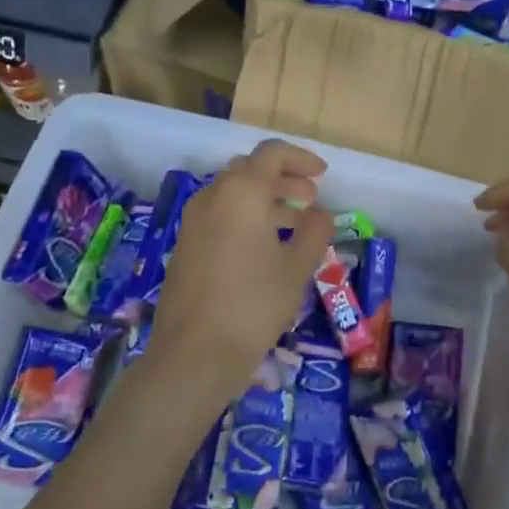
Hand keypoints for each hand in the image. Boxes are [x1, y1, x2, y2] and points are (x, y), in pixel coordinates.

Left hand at [146, 139, 333, 402]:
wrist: (194, 353)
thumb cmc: (253, 304)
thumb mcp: (296, 268)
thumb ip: (313, 232)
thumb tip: (321, 214)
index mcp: (241, 192)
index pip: (271, 154)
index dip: (301, 159)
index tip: (323, 175)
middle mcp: (212, 197)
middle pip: (249, 170)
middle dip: (283, 179)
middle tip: (310, 199)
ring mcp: (193, 222)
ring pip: (233, 194)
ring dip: (265, 200)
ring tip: (294, 224)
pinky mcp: (185, 246)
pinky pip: (219, 216)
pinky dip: (245, 218)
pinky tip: (265, 248)